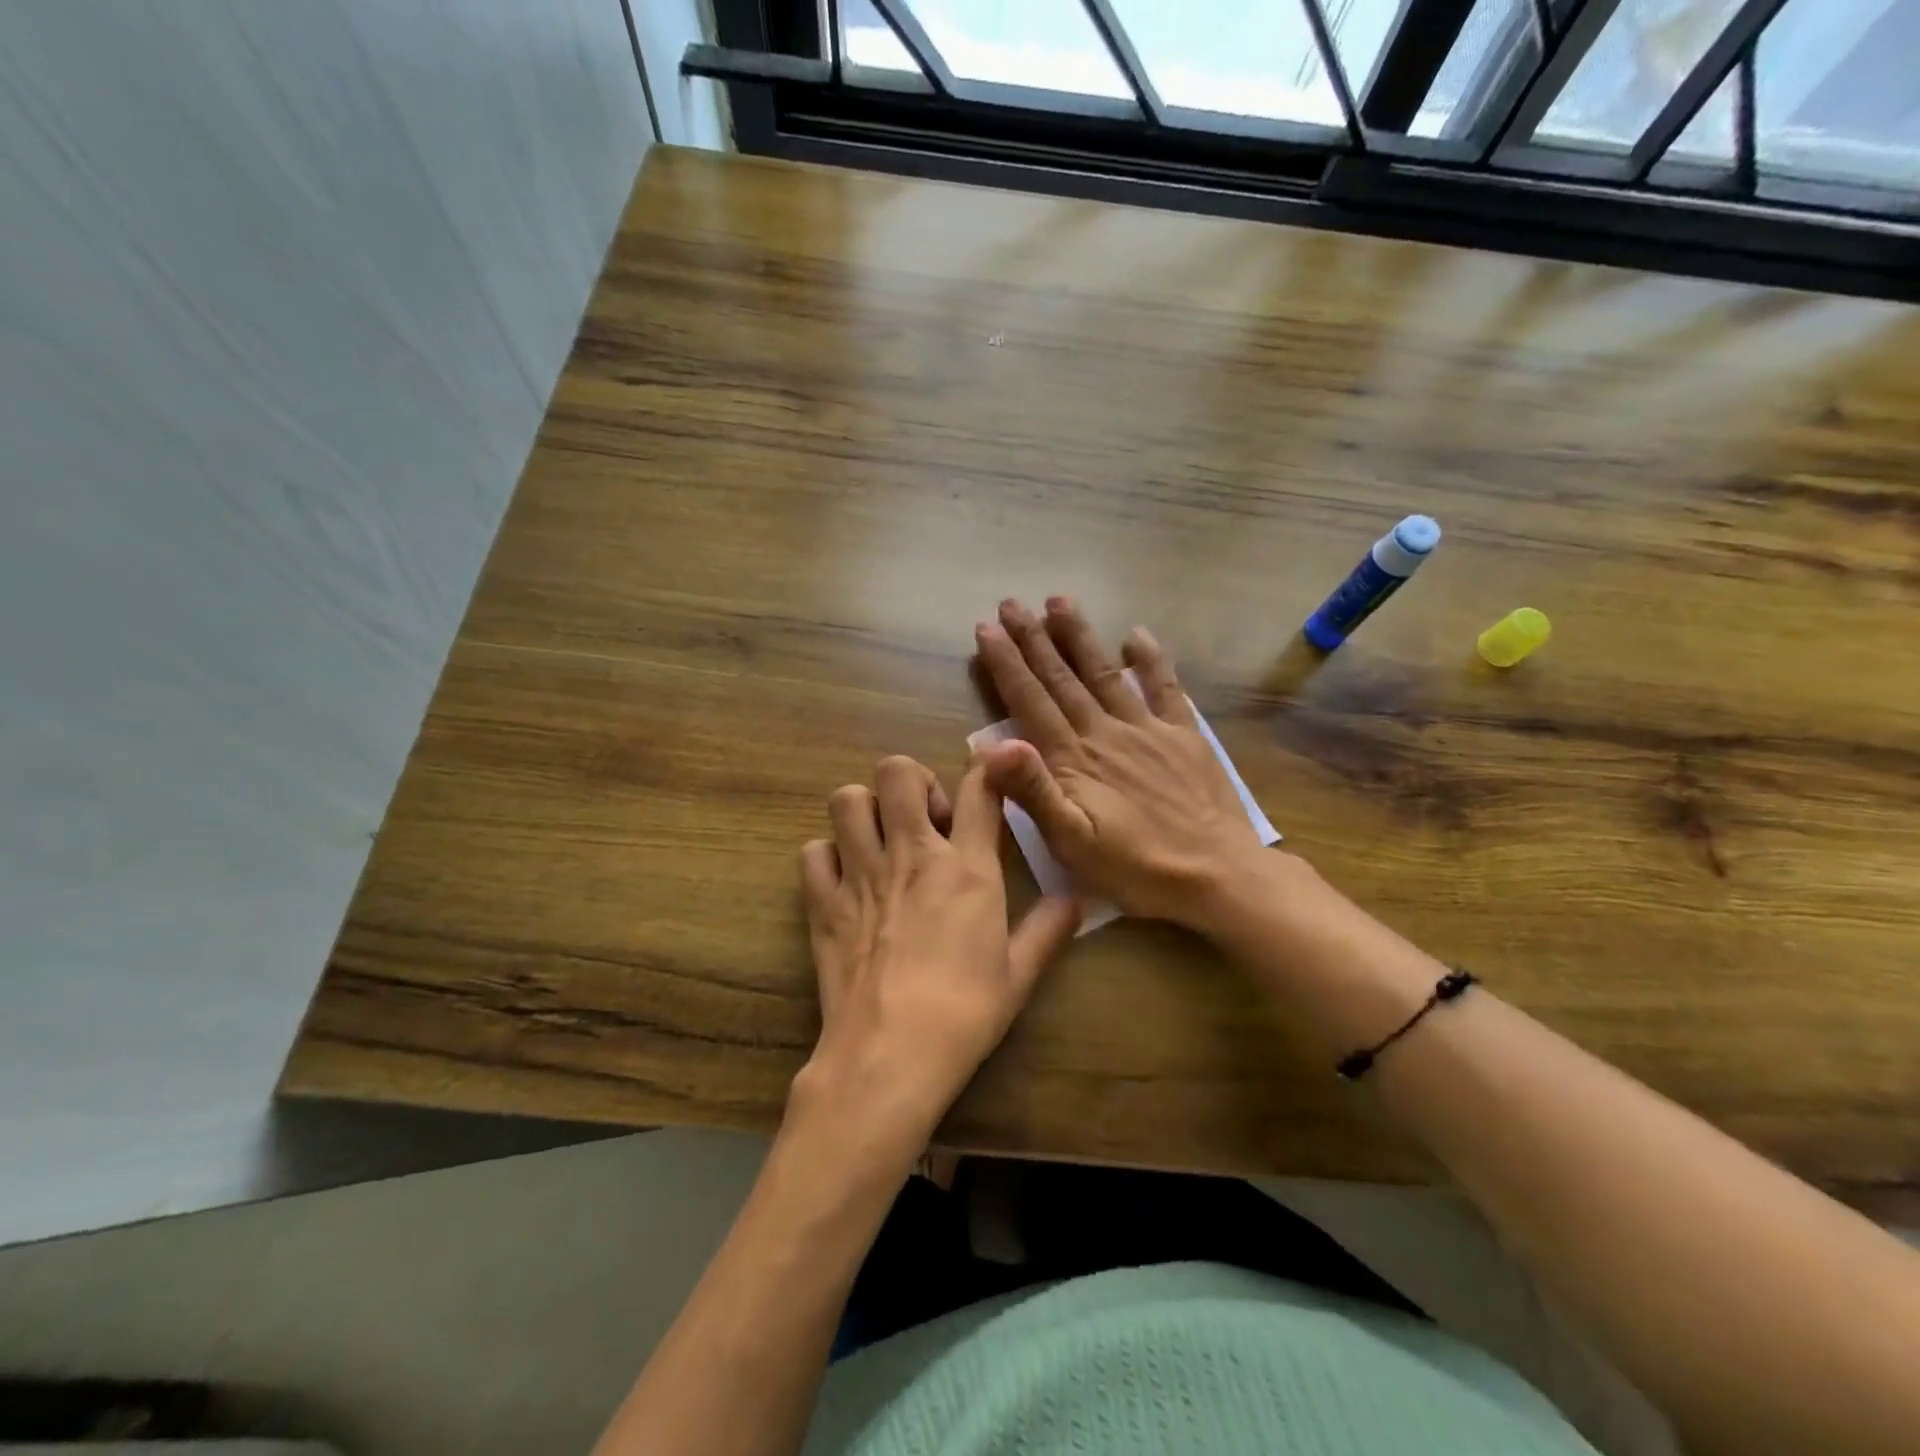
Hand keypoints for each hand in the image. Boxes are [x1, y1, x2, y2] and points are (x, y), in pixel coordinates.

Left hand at [791, 754, 1079, 1174]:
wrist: (890, 1055)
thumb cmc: (964, 1014)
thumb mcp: (1019, 974)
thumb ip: (1048, 929)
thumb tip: (1077, 898)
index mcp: (966, 868)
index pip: (979, 789)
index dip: (989, 766)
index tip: (993, 767)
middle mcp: (911, 855)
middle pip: (898, 770)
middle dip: (912, 781)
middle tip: (924, 820)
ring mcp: (861, 874)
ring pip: (847, 799)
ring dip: (865, 810)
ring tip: (881, 840)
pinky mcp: (823, 902)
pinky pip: (813, 852)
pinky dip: (827, 857)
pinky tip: (845, 880)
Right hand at [973, 597, 1266, 925]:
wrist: (1218, 875)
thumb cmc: (1136, 867)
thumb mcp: (1071, 842)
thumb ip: (1032, 791)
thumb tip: (991, 745)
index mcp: (1074, 759)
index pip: (1031, 701)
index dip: (1006, 664)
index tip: (987, 628)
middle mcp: (1106, 732)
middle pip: (1062, 678)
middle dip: (1033, 639)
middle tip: (1011, 603)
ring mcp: (1148, 729)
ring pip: (1105, 673)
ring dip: (1080, 637)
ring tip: (1059, 601)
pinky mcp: (1184, 736)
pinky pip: (1166, 688)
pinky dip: (1151, 659)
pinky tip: (1136, 634)